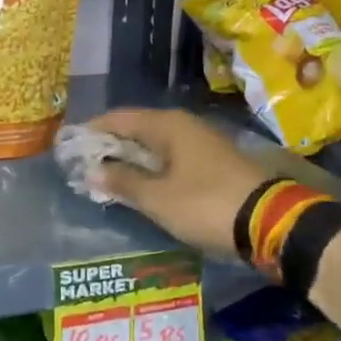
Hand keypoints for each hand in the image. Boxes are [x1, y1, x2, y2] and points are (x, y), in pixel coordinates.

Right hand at [81, 109, 275, 257]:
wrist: (271, 222)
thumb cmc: (205, 204)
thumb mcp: (157, 198)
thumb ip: (122, 182)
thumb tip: (92, 170)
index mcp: (167, 125)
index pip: (119, 118)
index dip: (93, 130)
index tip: (70, 145)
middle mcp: (184, 126)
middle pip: (137, 129)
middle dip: (110, 146)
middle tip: (84, 164)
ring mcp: (202, 144)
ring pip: (155, 146)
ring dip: (131, 159)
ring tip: (106, 177)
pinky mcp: (213, 164)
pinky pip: (171, 159)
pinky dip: (151, 169)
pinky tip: (141, 185)